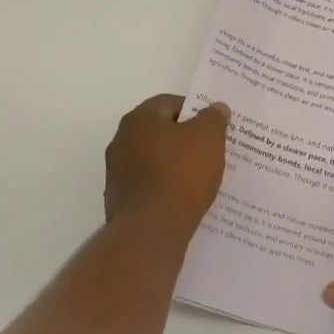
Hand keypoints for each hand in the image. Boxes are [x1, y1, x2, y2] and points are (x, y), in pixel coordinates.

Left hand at [104, 94, 230, 232]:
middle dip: (185, 139)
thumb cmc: (181, 174)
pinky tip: (184, 199)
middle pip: (160, 131)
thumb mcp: (209, 138)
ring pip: (154, 160)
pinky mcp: (119, 200)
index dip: (195, 111)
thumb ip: (214, 118)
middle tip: (211, 150)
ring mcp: (117, 172)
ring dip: (174, 164)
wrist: (152, 230)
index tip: (214, 127)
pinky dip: (165, 187)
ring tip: (201, 177)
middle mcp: (121, 140)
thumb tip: (216, 108)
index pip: (170, 103)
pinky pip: (149, 185)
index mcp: (139, 119)